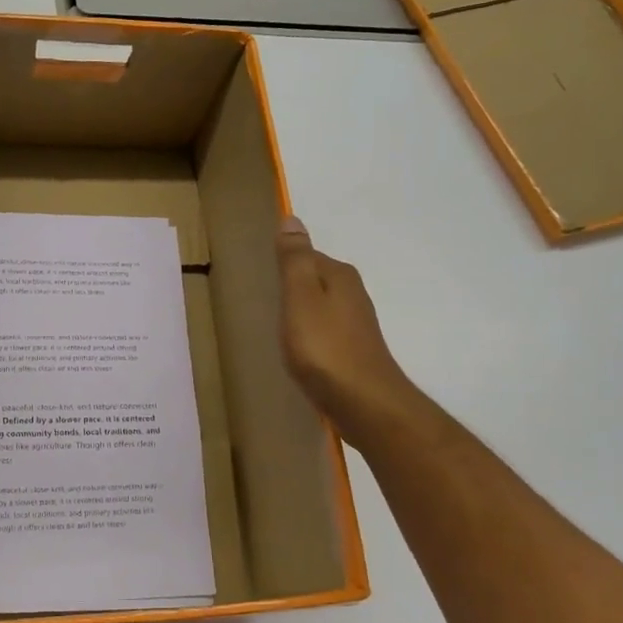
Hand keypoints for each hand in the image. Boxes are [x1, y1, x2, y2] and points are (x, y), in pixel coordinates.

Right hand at [276, 215, 414, 432]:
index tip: (258, 276)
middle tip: (260, 299)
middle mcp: (352, 294)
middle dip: (291, 287)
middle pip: (314, 281)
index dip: (282, 263)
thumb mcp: (300, 297)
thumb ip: (294, 260)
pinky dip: (308, 335)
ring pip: (319, 307)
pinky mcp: (353, 351)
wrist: (364, 403)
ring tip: (273, 325)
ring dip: (299, 312)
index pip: (305, 255)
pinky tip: (296, 349)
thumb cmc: (325, 347)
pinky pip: (323, 332)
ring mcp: (355, 325)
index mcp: (339, 276)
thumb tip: (292, 218)